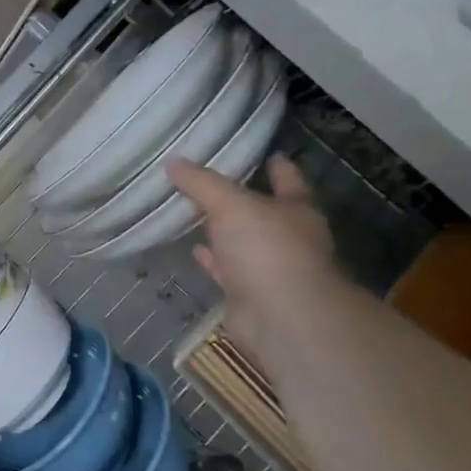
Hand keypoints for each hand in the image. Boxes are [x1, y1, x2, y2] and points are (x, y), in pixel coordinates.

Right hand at [169, 154, 337, 363]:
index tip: (264, 152)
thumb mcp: (230, 204)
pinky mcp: (249, 293)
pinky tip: (194, 249)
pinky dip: (212, 259)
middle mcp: (289, 237)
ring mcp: (270, 268)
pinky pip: (226, 269)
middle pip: (264, 211)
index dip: (276, 165)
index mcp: (296, 210)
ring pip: (243, 241)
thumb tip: (173, 162)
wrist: (281, 318)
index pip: (288, 179)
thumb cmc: (267, 250)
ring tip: (195, 212)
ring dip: (224, 230)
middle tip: (211, 180)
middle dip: (243, 198)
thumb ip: (202, 183)